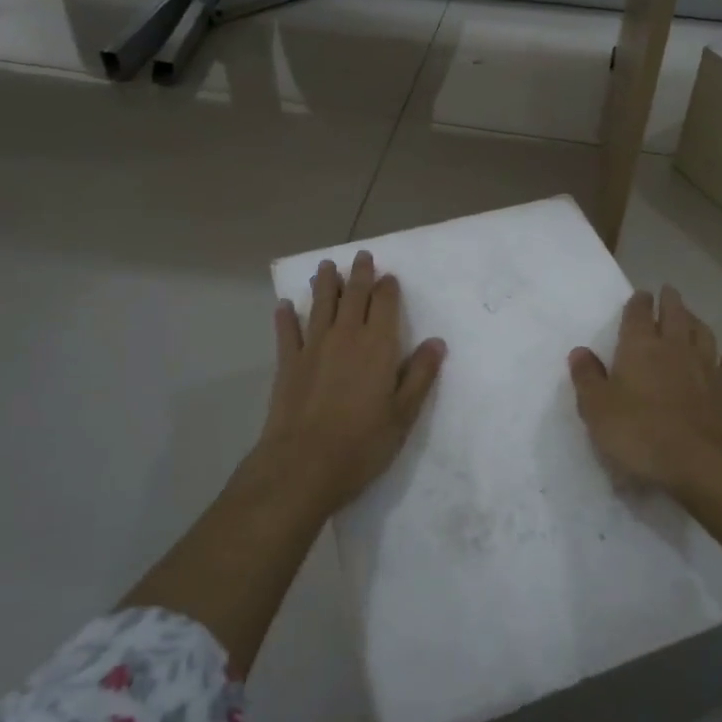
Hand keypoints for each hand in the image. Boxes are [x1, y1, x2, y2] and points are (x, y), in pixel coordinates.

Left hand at [259, 251, 446, 514]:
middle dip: (359, 274)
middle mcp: (345, 336)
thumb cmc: (362, 443)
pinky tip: (285, 306)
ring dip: (324, 284)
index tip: (389, 277)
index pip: (385, 303)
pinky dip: (286, 317)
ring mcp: (313, 347)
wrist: (303, 465)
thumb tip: (436, 342)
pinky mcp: (287, 363)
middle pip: (353, 295)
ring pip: (320, 305)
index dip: (388, 287)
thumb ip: (420, 375)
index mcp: (378, 345)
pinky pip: (287, 332)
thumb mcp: (403, 414)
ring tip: (326, 267)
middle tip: (361, 256)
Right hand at [568, 285, 721, 497]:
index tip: (641, 294)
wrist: (704, 464)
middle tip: (668, 291)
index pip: (639, 313)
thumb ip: (587, 378)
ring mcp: (706, 368)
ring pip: (703, 334)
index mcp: (640, 347)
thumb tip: (580, 351)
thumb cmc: (641, 434)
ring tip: (692, 318)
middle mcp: (675, 348)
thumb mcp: (598, 410)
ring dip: (696, 322)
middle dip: (670, 301)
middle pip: (675, 314)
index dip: (638, 302)